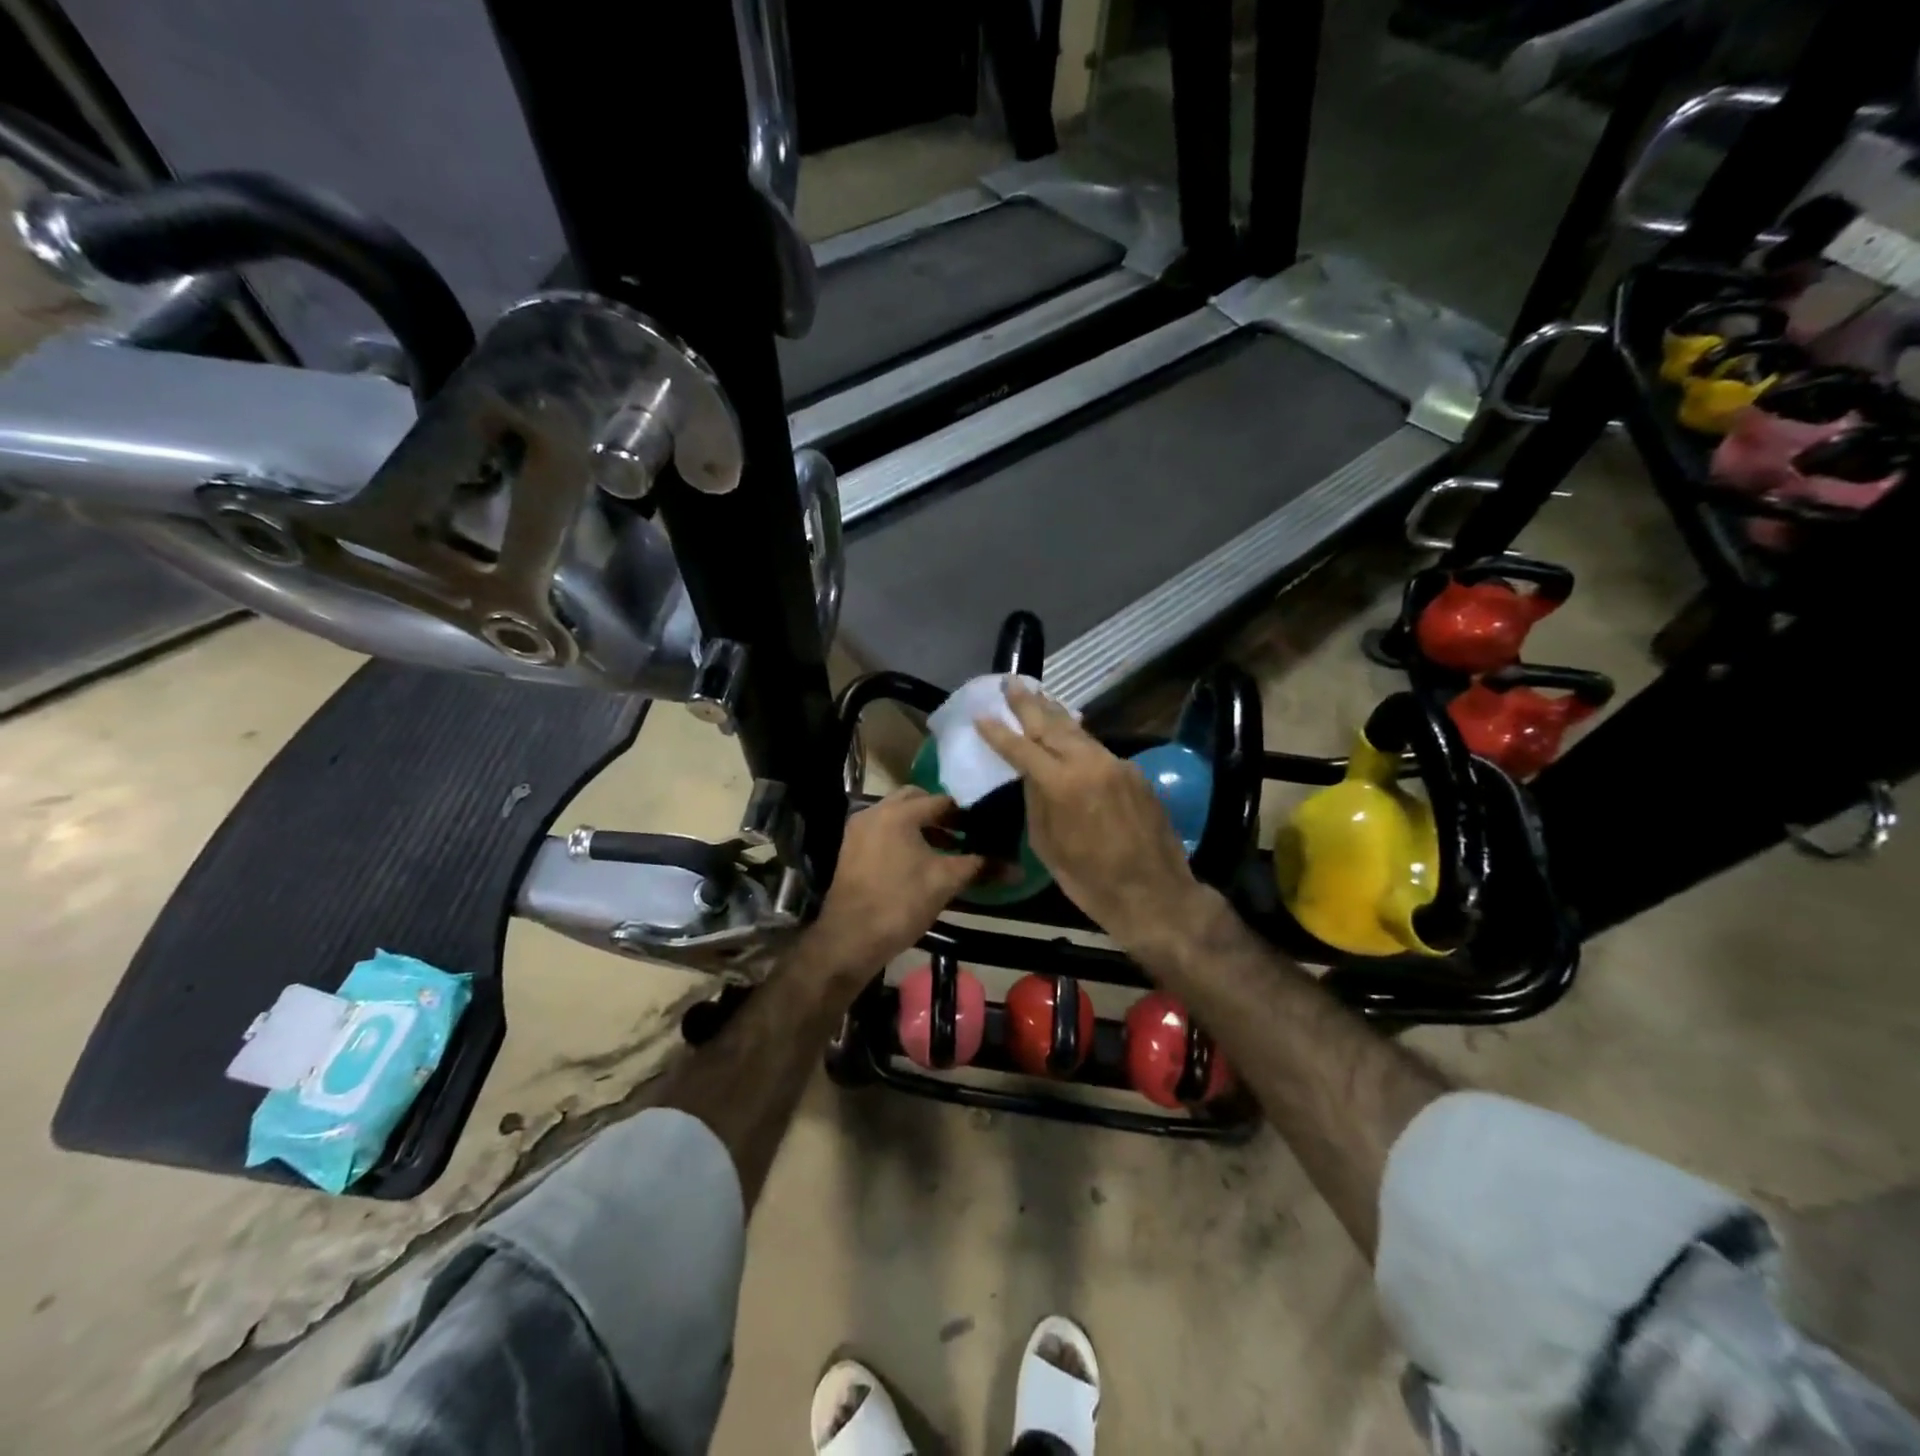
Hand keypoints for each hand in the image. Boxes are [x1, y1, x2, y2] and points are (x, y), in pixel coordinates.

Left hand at [804, 787, 983, 979]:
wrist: (850, 938)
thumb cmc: (901, 902)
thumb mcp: (945, 882)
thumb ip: (981, 867)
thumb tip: (1019, 869)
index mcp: (898, 813)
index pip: (940, 801)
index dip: (964, 814)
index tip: (983, 827)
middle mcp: (875, 812)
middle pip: (915, 801)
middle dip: (940, 814)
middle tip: (963, 833)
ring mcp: (858, 830)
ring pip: (896, 816)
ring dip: (921, 826)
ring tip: (946, 850)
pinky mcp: (850, 850)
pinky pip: (882, 831)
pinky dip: (902, 837)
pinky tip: (918, 862)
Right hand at [975, 681, 1206, 953]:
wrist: (1155, 894)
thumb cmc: (1091, 881)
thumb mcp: (1048, 846)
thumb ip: (1036, 803)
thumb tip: (1032, 777)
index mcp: (1061, 784)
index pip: (1022, 749)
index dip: (999, 732)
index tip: (982, 716)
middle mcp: (1089, 763)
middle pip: (1052, 726)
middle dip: (1029, 704)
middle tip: (1012, 683)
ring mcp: (1116, 764)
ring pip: (1079, 732)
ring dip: (1055, 715)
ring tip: (1038, 697)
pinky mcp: (1134, 773)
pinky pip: (1099, 749)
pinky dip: (1079, 738)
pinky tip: (1071, 733)